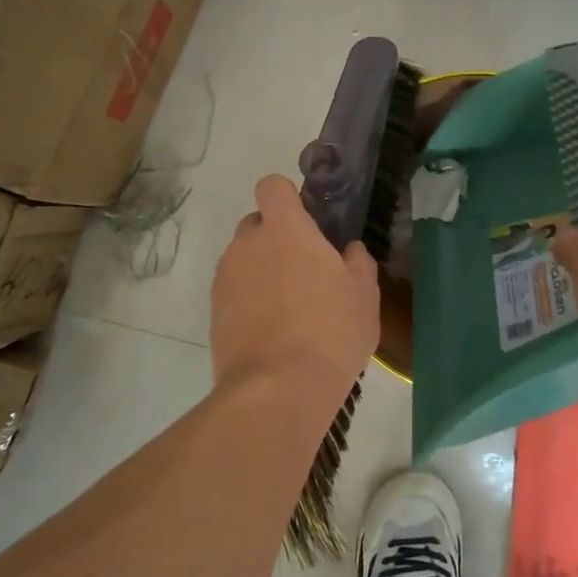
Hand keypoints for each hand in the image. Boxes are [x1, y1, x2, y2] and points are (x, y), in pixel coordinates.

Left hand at [211, 175, 379, 413]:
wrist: (277, 389)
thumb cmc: (330, 332)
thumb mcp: (364, 296)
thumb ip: (358, 263)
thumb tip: (350, 251)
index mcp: (284, 230)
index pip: (272, 186)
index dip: (288, 198)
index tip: (307, 222)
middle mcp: (247, 244)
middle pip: (257, 223)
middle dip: (276, 238)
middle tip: (305, 271)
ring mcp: (225, 278)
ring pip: (244, 259)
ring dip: (262, 271)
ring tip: (289, 309)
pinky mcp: (213, 312)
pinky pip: (233, 291)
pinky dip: (249, 300)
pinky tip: (272, 331)